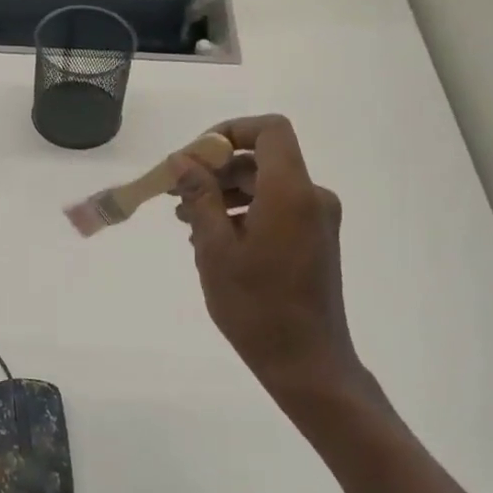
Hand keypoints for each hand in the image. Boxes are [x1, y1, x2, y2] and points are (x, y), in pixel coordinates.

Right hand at [172, 115, 363, 401]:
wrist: (306, 362)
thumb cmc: (256, 306)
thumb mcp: (215, 249)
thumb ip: (200, 197)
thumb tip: (182, 160)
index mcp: (291, 192)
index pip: (269, 130)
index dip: (231, 131)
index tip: (194, 155)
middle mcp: (312, 197)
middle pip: (263, 159)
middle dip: (217, 169)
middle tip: (175, 192)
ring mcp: (317, 220)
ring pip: (267, 186)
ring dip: (226, 193)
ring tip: (185, 219)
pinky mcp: (315, 241)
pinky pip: (276, 209)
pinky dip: (244, 212)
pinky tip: (213, 238)